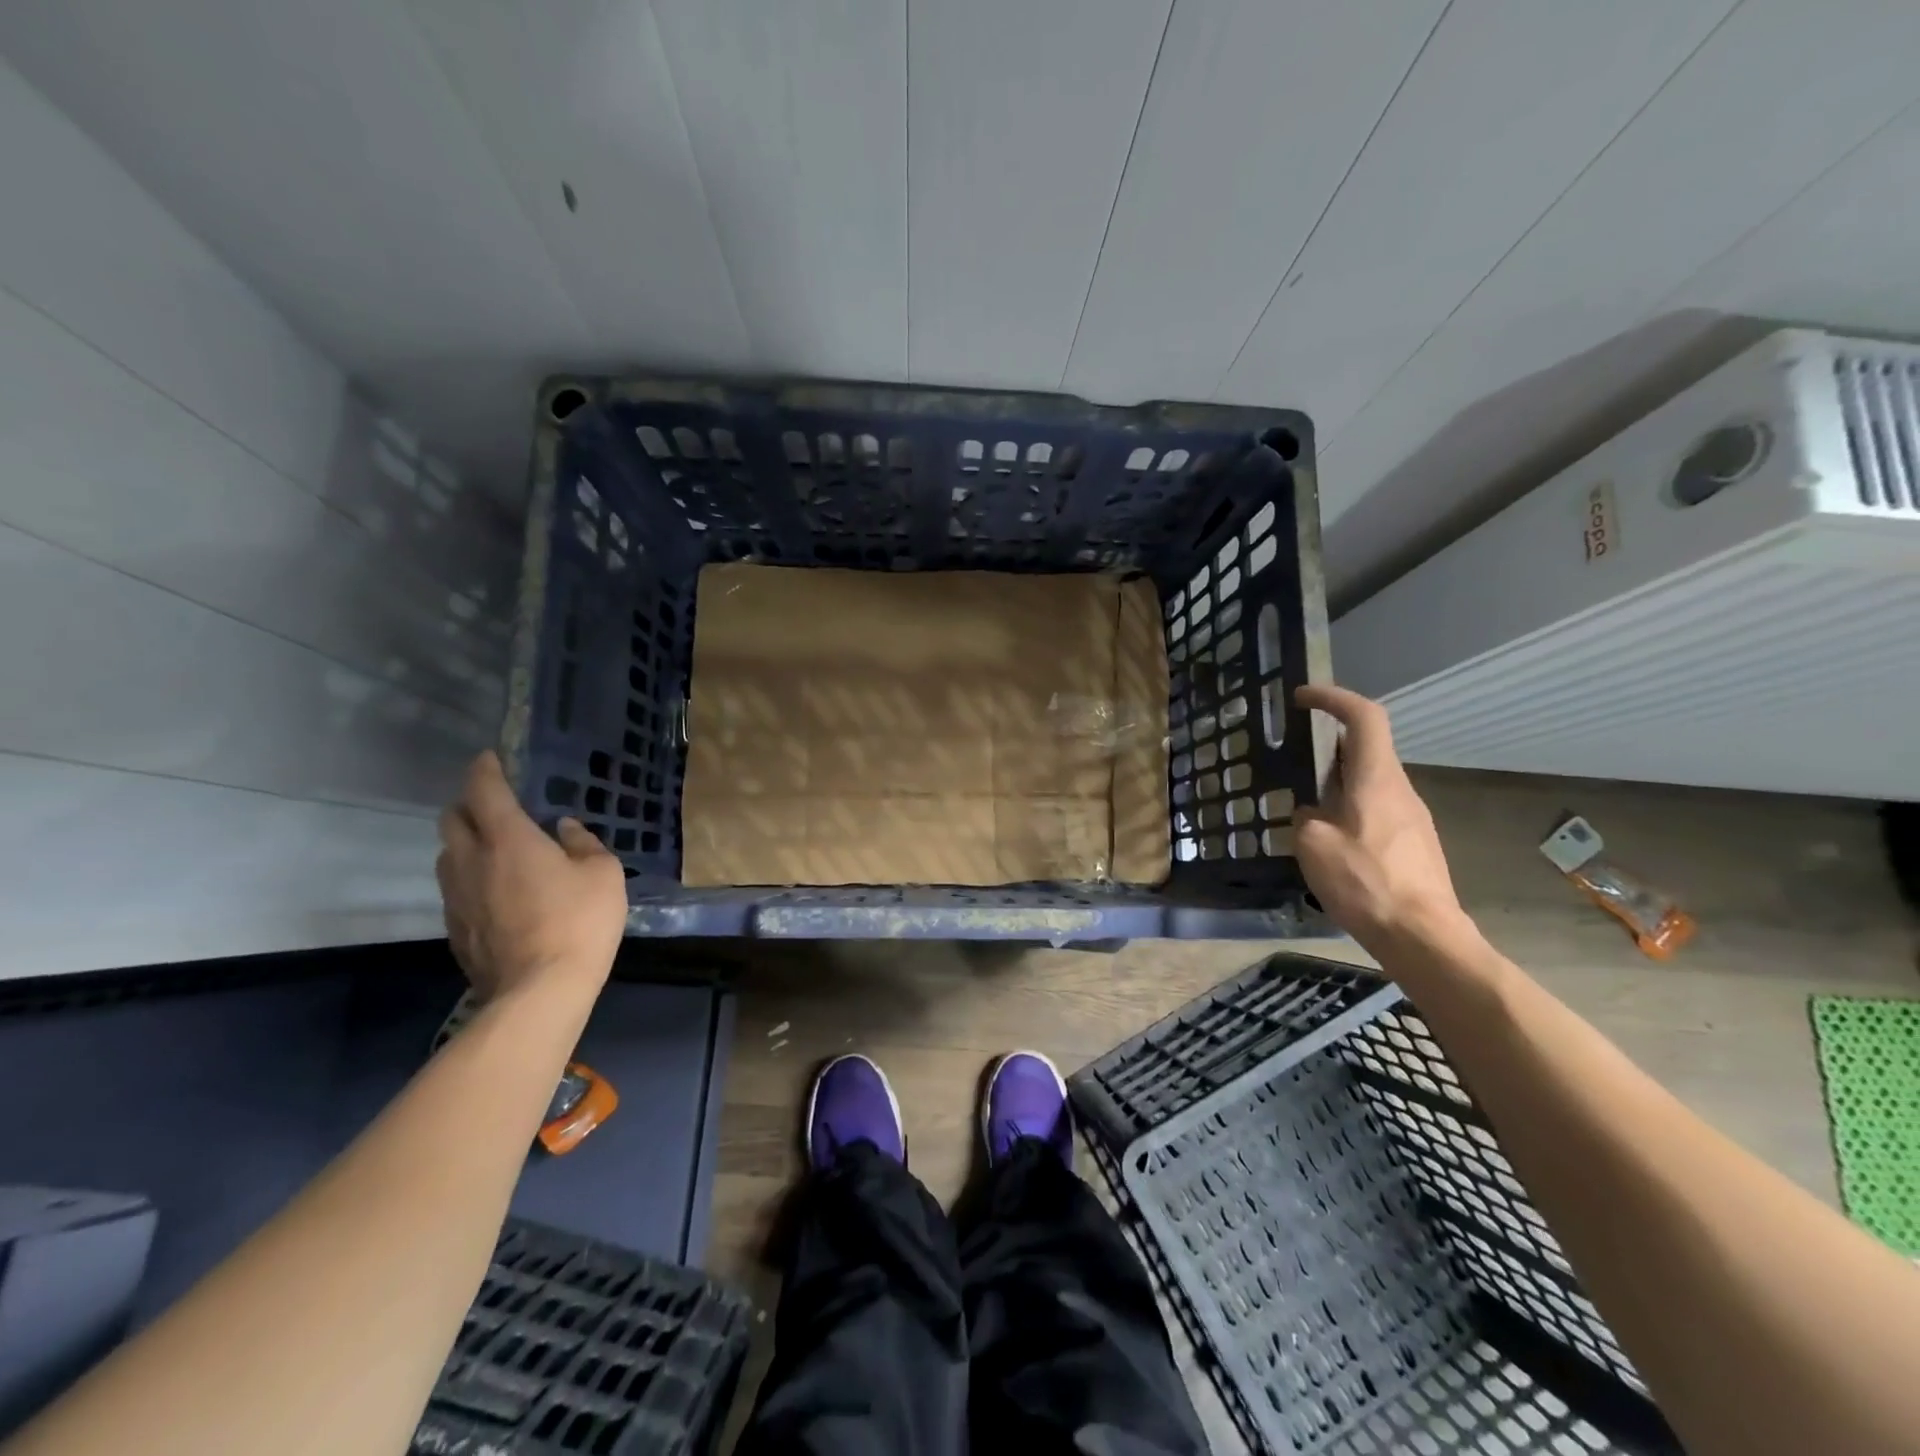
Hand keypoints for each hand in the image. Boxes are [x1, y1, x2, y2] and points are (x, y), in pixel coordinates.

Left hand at [436, 751, 626, 1003]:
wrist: (539, 989)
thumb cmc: (579, 920)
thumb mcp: (603, 873)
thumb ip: (582, 843)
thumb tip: (563, 828)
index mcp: (508, 839)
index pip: (484, 791)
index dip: (485, 770)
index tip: (489, 758)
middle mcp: (472, 861)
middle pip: (451, 819)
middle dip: (468, 804)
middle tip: (494, 805)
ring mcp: (456, 897)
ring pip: (447, 855)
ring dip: (465, 843)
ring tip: (494, 849)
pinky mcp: (454, 928)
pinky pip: (455, 889)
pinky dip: (470, 878)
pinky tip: (497, 892)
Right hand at [1293, 684, 1467, 954]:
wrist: (1422, 936)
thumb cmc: (1365, 882)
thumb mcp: (1313, 845)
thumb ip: (1305, 817)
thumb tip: (1310, 814)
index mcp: (1377, 779)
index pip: (1364, 716)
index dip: (1334, 698)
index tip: (1302, 698)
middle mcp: (1400, 790)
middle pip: (1367, 749)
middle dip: (1328, 745)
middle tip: (1292, 760)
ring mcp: (1413, 818)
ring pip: (1371, 782)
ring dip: (1337, 782)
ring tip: (1304, 807)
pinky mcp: (1415, 844)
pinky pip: (1377, 810)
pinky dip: (1349, 808)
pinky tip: (1330, 843)